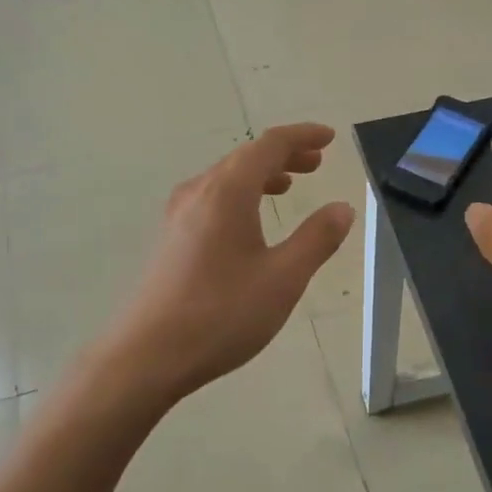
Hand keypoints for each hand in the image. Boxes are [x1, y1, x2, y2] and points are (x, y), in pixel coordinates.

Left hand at [100, 124, 354, 404]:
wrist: (148, 355)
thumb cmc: (221, 314)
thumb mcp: (283, 278)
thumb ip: (317, 239)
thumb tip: (342, 208)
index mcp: (227, 191)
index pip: (269, 145)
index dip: (302, 136)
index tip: (330, 138)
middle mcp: (198, 193)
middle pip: (245, 158)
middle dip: (284, 155)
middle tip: (316, 163)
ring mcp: (178, 216)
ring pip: (225, 179)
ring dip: (261, 175)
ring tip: (289, 186)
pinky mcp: (169, 239)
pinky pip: (211, 200)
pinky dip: (240, 196)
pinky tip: (249, 223)